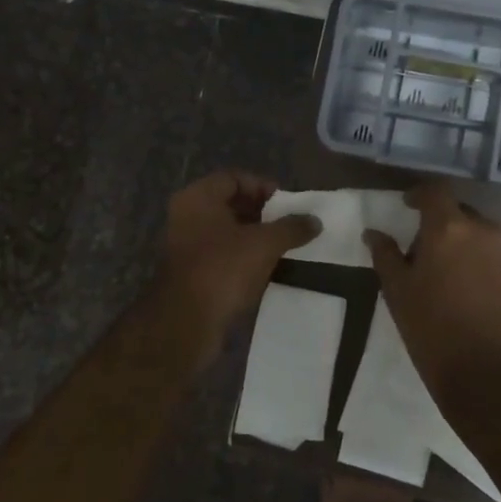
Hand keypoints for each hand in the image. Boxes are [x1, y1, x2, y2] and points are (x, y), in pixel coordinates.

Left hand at [145, 170, 321, 371]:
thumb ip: (291, 228)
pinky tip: (265, 268)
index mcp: (198, 198)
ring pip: (226, 231)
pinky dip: (242, 257)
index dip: (262, 186)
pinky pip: (221, 254)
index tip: (286, 204)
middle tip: (287, 225)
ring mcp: (185, 245)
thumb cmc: (223, 270)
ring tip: (282, 247)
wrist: (185, 323)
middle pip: (229, 203)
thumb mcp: (264, 244)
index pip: (234, 178)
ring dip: (253, 236)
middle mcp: (187, 216)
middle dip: (261, 212)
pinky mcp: (190, 272)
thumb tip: (315, 221)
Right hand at [364, 183, 500, 412]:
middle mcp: (488, 230)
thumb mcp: (398, 294)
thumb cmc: (433, 333)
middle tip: (433, 254)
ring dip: (474, 247)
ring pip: (490, 237)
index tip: (410, 207)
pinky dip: (497, 269)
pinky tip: (488, 296)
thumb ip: (385, 255)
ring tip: (462, 277)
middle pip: (464, 214)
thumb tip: (374, 233)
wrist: (491, 383)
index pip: (435, 191)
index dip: (420, 195)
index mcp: (449, 228)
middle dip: (447, 226)